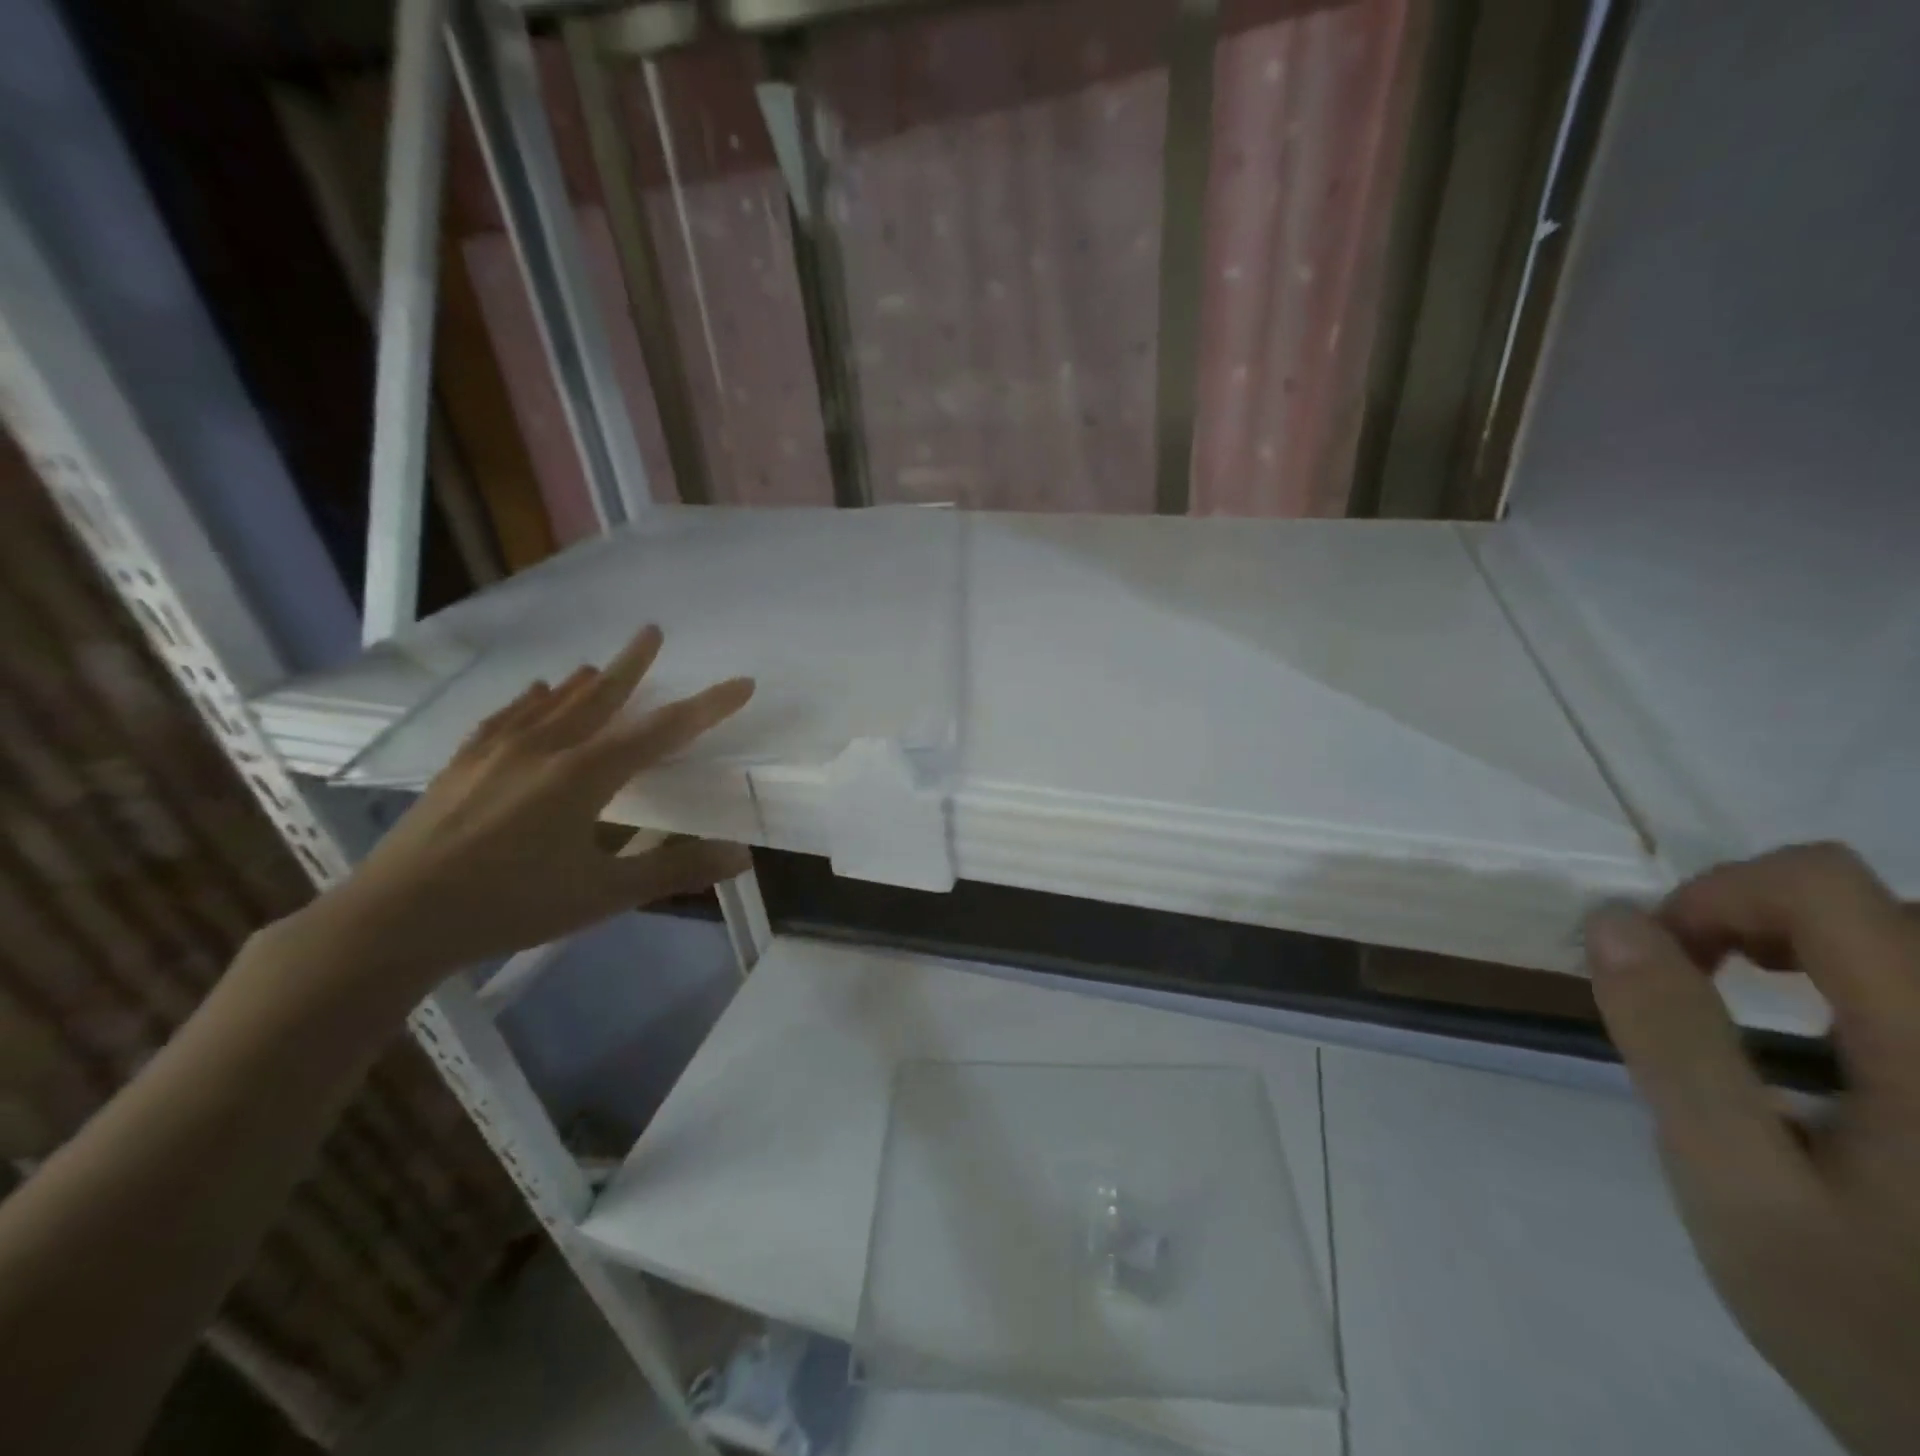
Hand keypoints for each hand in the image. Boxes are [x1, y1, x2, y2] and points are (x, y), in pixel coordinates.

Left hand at [306, 625, 753, 992]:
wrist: (393, 921)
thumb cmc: (511, 906)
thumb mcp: (603, 895)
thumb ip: (673, 870)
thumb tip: (741, 857)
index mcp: (585, 775)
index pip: (663, 731)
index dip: (708, 707)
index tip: (741, 684)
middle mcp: (545, 748)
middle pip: (602, 696)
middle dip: (634, 664)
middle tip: (652, 630)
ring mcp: (498, 752)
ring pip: (553, 702)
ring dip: (585, 680)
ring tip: (602, 663)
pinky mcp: (463, 764)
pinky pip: (506, 717)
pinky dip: (530, 700)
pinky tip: (533, 692)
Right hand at [1585, 844, 1919, 1455]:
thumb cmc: (1871, 1325)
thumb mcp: (1736, 1186)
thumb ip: (1673, 1044)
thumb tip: (1613, 923)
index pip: (1821, 884)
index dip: (1717, 894)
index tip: (1660, 958)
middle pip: (1878, 904)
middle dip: (1761, 920)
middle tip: (1699, 983)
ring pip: (1910, 941)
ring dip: (1816, 948)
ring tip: (1759, 1002)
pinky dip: (1867, 987)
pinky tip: (1841, 1048)